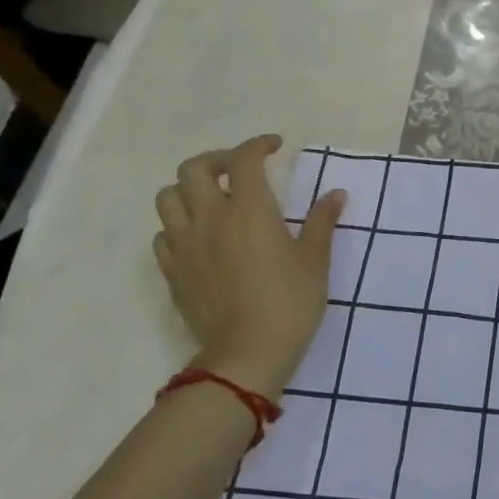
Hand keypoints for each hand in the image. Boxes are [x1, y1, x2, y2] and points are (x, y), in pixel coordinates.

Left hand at [152, 136, 345, 398]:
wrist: (247, 354)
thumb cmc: (290, 302)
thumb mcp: (315, 260)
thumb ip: (322, 221)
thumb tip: (335, 194)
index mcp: (248, 210)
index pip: (244, 159)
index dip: (259, 144)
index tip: (275, 147)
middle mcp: (210, 219)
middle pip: (194, 168)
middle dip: (217, 160)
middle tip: (239, 171)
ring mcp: (185, 245)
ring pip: (168, 197)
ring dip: (189, 189)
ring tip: (213, 200)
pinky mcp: (172, 272)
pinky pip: (163, 235)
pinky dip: (178, 225)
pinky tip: (200, 237)